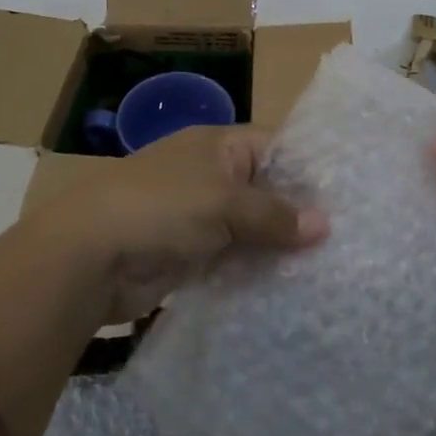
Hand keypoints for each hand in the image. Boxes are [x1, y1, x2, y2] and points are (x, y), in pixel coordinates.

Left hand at [30, 125, 328, 322]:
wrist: (88, 257)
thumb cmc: (161, 208)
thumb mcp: (224, 202)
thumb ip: (274, 214)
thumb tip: (324, 224)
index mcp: (217, 145)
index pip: (274, 147)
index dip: (307, 169)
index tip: (347, 197)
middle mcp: (210, 175)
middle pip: (265, 190)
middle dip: (297, 214)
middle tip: (345, 240)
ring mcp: (198, 216)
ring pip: (250, 228)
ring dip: (277, 248)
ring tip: (327, 269)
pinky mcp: (189, 255)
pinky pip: (232, 259)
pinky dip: (253, 271)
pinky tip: (287, 290)